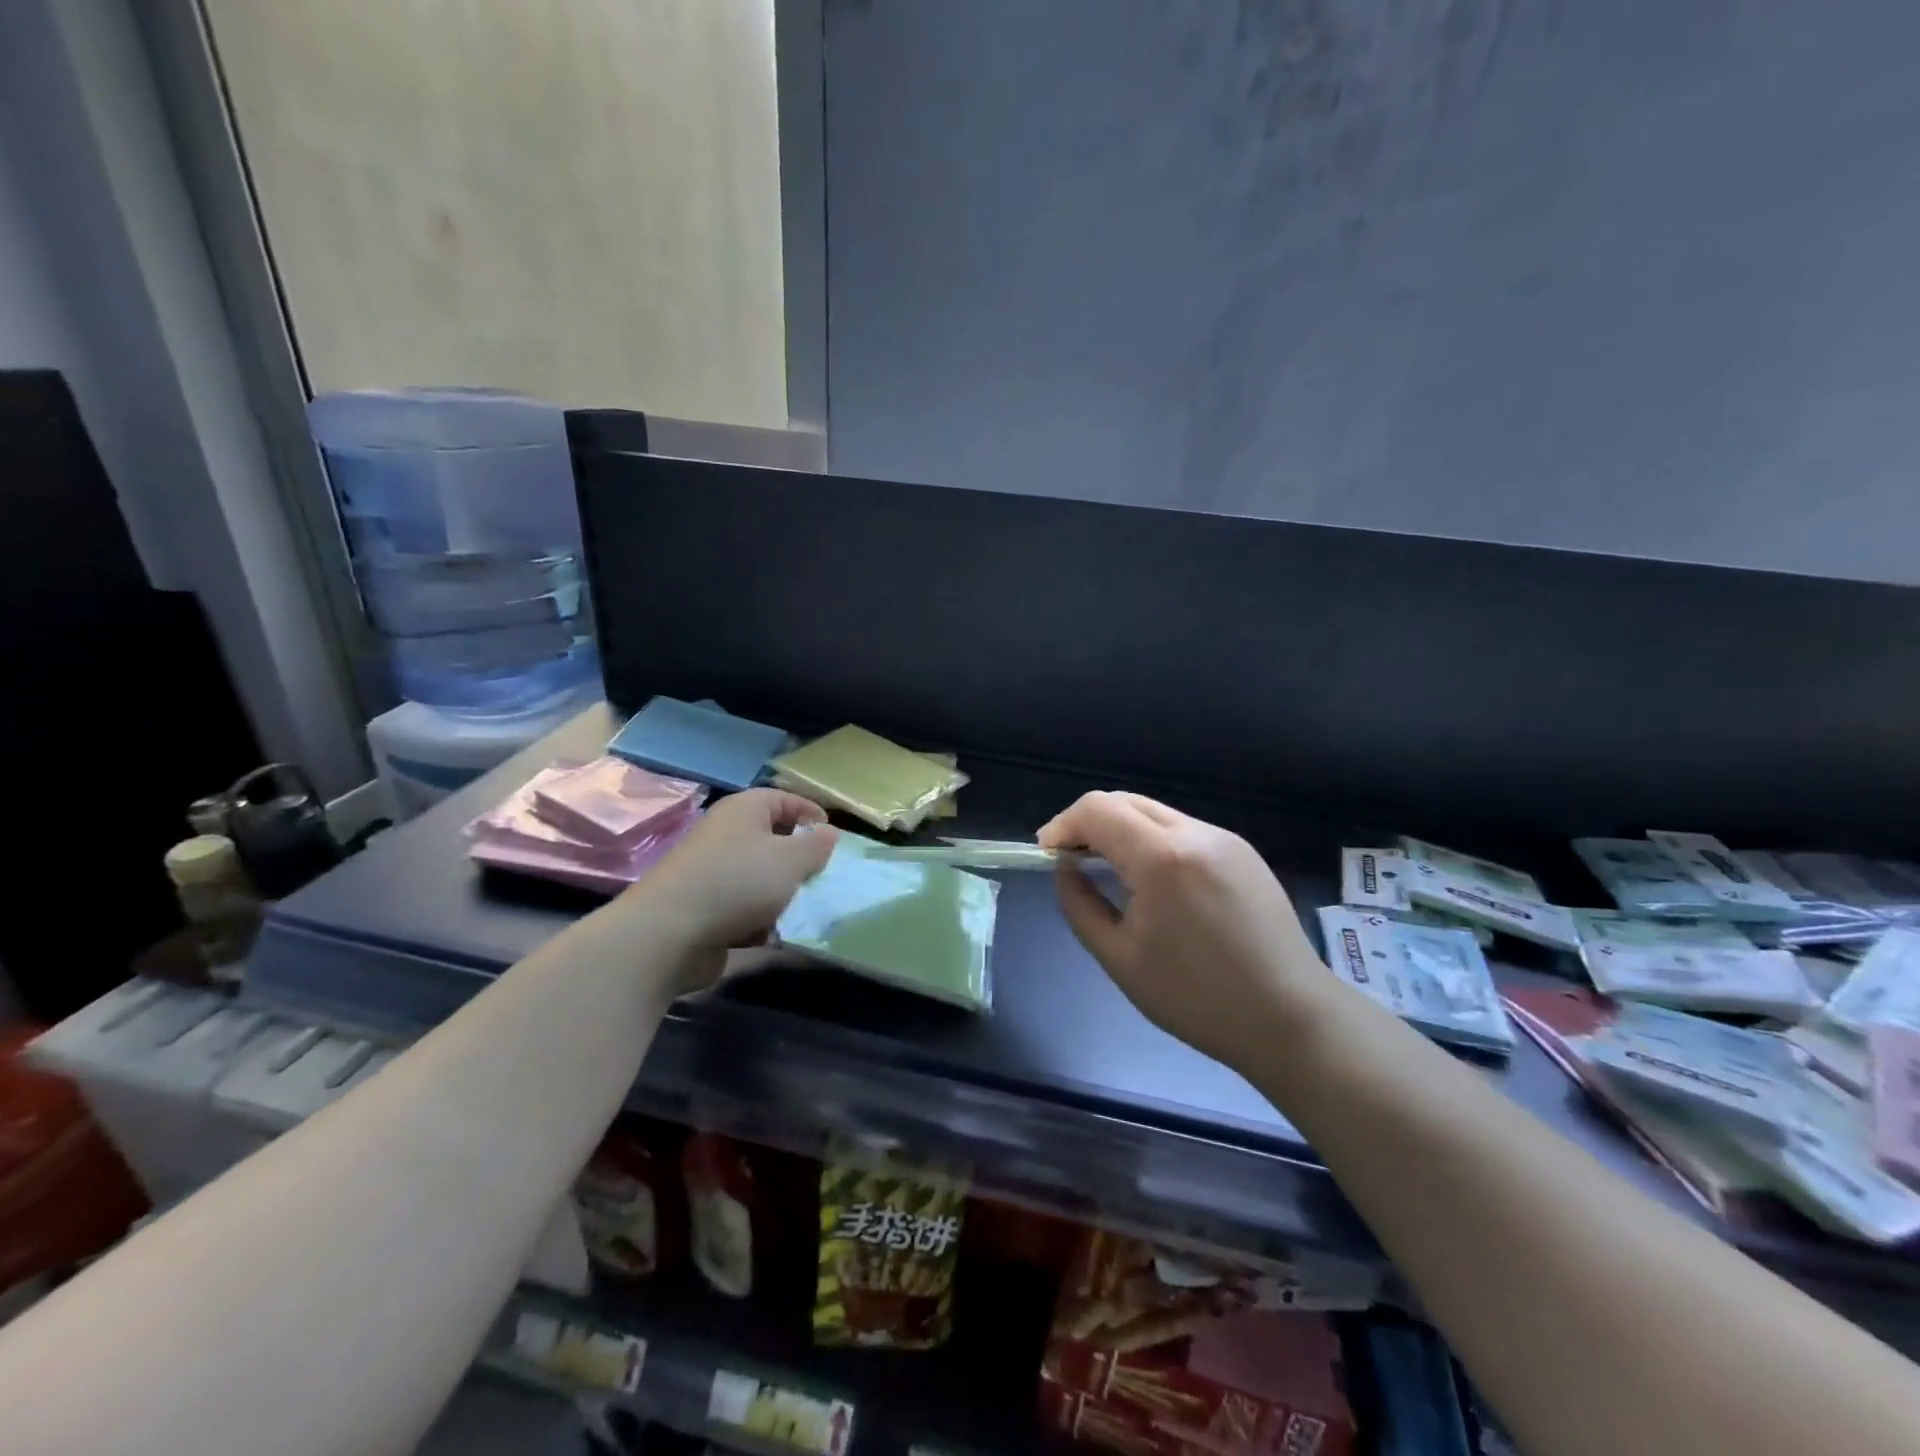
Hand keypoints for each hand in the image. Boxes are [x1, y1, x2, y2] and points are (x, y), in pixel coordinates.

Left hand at [619, 788, 837, 995]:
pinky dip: (759, 919)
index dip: (811, 814)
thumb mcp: (791, 860)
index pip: (784, 799)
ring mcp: (712, 873)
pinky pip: (743, 907)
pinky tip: (774, 934)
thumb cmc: (738, 883)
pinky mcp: (704, 908)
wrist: (668, 934)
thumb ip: (817, 845)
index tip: (834, 838)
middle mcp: (725, 835)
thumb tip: (829, 833)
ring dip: (782, 895)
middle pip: (772, 840)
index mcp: (744, 811)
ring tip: (804, 909)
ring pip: (760, 877)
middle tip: (823, 877)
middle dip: (800, 861)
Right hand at [1038, 791, 1327, 1066]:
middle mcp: (1194, 833)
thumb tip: (1065, 870)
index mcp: (1161, 857)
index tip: (1046, 855)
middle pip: (1125, 801)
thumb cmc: (1197, 998)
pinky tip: (1154, 881)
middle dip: (1089, 823)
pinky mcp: (1243, 852)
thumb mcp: (1120, 958)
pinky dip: (1154, 841)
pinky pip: (1184, 830)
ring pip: (1155, 812)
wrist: (1291, 1018)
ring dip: (1122, 830)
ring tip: (1109, 870)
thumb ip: (1080, 905)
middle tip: (1071, 860)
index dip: (1062, 824)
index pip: (1097, 809)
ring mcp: (1224, 839)